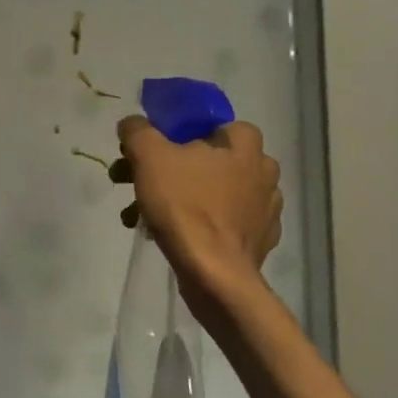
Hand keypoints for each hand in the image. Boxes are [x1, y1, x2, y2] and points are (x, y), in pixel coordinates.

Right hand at [110, 116, 281, 296]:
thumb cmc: (184, 206)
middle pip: (206, 160)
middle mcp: (263, 171)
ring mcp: (265, 208)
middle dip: (166, 170)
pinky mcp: (259, 240)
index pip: (211, 125)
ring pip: (211, 192)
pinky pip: (222, 222)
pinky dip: (197, 223)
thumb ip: (137, 131)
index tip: (153, 151)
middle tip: (134, 183)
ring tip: (140, 216)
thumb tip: (132, 124)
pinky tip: (170, 234)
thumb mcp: (149, 156)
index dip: (177, 134)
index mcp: (245, 145)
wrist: (214, 273)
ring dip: (176, 198)